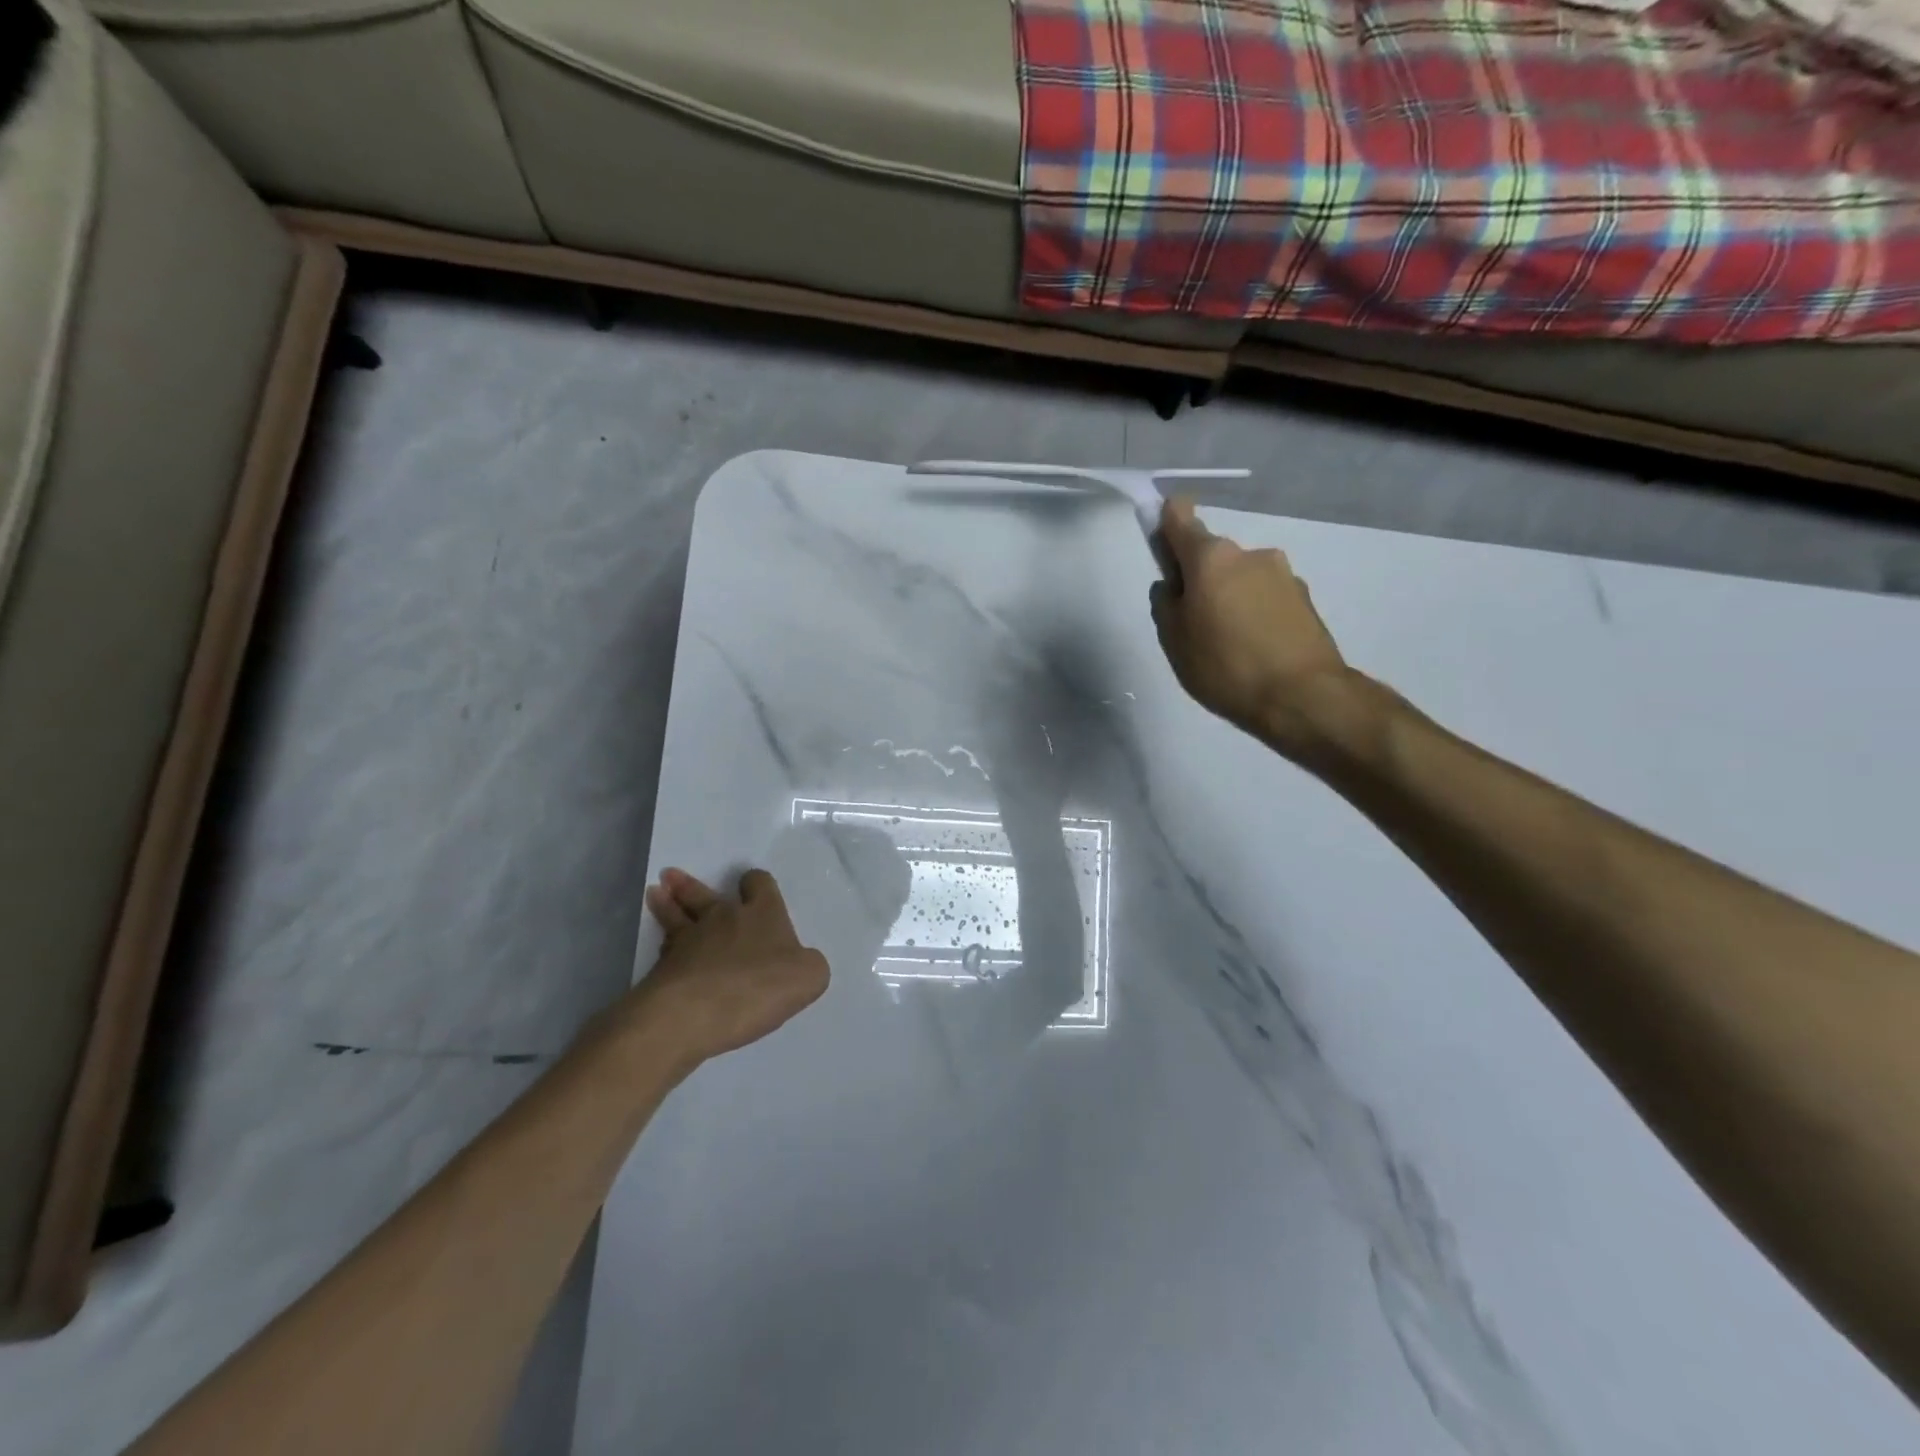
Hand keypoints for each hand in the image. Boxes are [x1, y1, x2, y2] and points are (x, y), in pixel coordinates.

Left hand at [635, 868, 829, 1060]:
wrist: (693, 1014)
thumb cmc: (758, 987)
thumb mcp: (809, 977)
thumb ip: (808, 965)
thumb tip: (799, 963)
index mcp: (762, 914)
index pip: (759, 884)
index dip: (756, 884)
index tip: (751, 885)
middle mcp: (724, 918)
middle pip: (706, 894)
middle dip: (692, 885)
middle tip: (673, 876)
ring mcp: (689, 941)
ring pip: (676, 914)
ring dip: (667, 902)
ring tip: (655, 892)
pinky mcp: (663, 968)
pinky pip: (664, 948)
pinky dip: (663, 944)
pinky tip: (662, 947)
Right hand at [1151, 498, 1360, 761]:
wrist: (1302, 697)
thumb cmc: (1225, 665)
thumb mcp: (1174, 640)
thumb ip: (1165, 604)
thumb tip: (1172, 586)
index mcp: (1211, 558)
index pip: (1181, 517)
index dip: (1165, 521)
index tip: (1160, 538)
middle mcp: (1250, 554)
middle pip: (1213, 556)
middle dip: (1200, 578)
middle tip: (1194, 623)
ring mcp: (1283, 575)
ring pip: (1241, 578)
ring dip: (1230, 597)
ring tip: (1228, 644)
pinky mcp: (1305, 599)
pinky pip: (1266, 598)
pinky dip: (1255, 613)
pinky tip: (1254, 649)